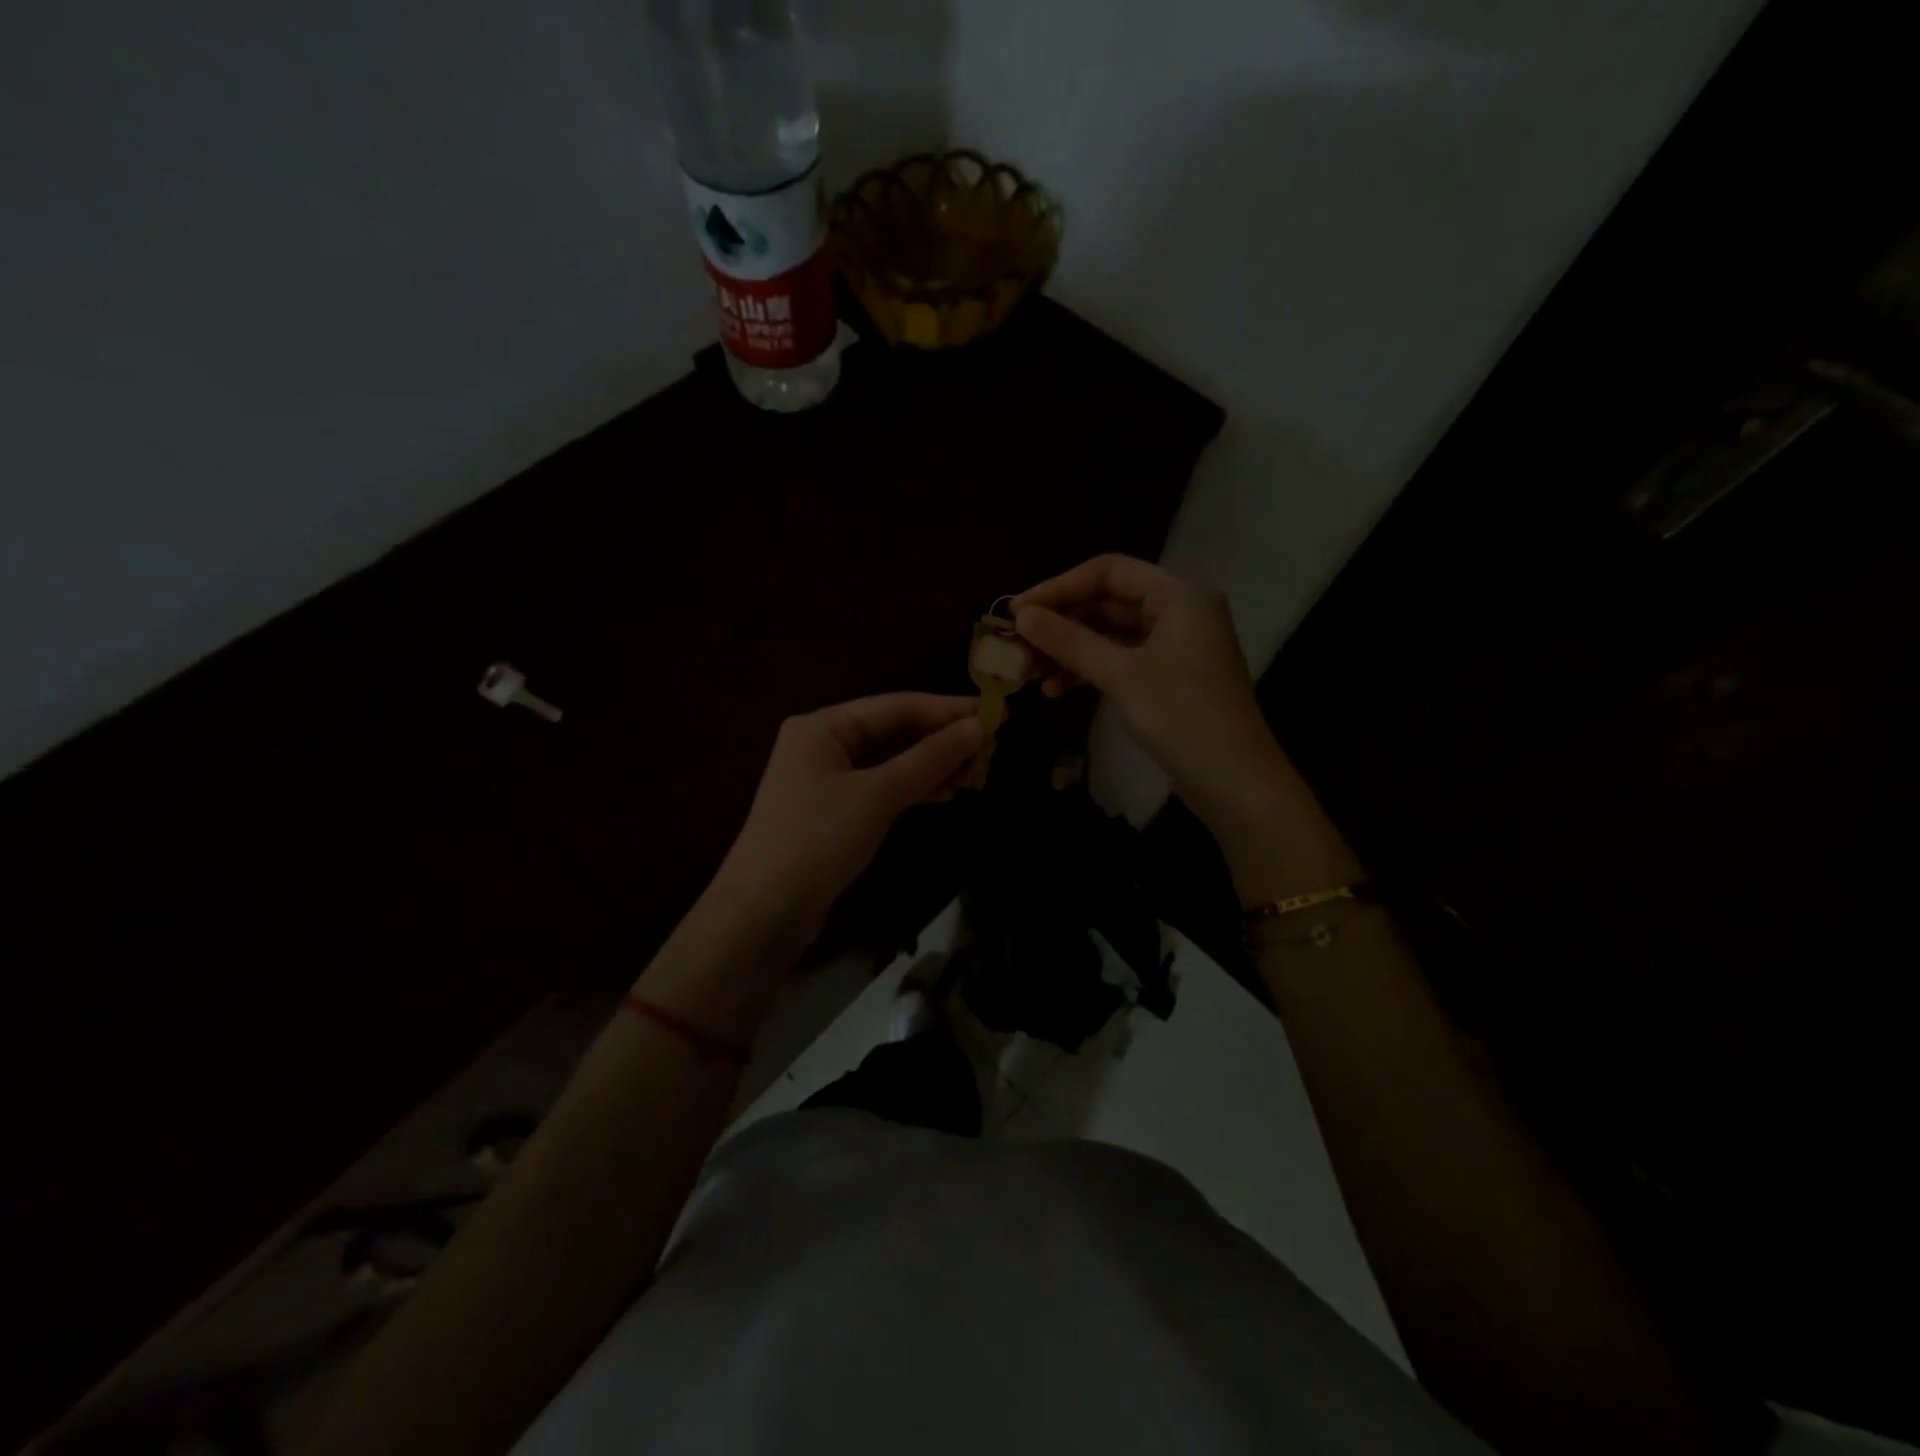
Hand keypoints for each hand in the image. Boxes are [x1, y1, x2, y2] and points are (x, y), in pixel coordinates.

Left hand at [714, 693, 983, 936]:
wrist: (763, 912)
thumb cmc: (817, 840)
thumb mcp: (877, 795)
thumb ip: (929, 759)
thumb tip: (978, 727)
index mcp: (822, 726)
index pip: (895, 705)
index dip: (946, 709)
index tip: (994, 712)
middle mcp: (822, 744)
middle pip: (892, 731)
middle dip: (940, 739)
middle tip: (992, 745)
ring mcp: (825, 779)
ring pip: (890, 761)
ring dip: (931, 765)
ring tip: (977, 771)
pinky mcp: (833, 811)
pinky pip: (881, 787)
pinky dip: (913, 788)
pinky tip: (945, 792)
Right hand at [1013, 555, 1290, 839]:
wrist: (1234, 781)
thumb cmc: (1181, 716)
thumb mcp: (1120, 675)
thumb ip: (1069, 641)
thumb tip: (1022, 616)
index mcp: (1178, 594)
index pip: (1108, 572)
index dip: (1059, 587)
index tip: (1017, 611)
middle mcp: (1179, 610)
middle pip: (1108, 601)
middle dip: (1061, 623)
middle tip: (1017, 644)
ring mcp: (1176, 645)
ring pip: (1111, 634)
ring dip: (1070, 650)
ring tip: (1029, 672)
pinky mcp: (1170, 676)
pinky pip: (1122, 659)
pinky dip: (1090, 670)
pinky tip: (1057, 690)